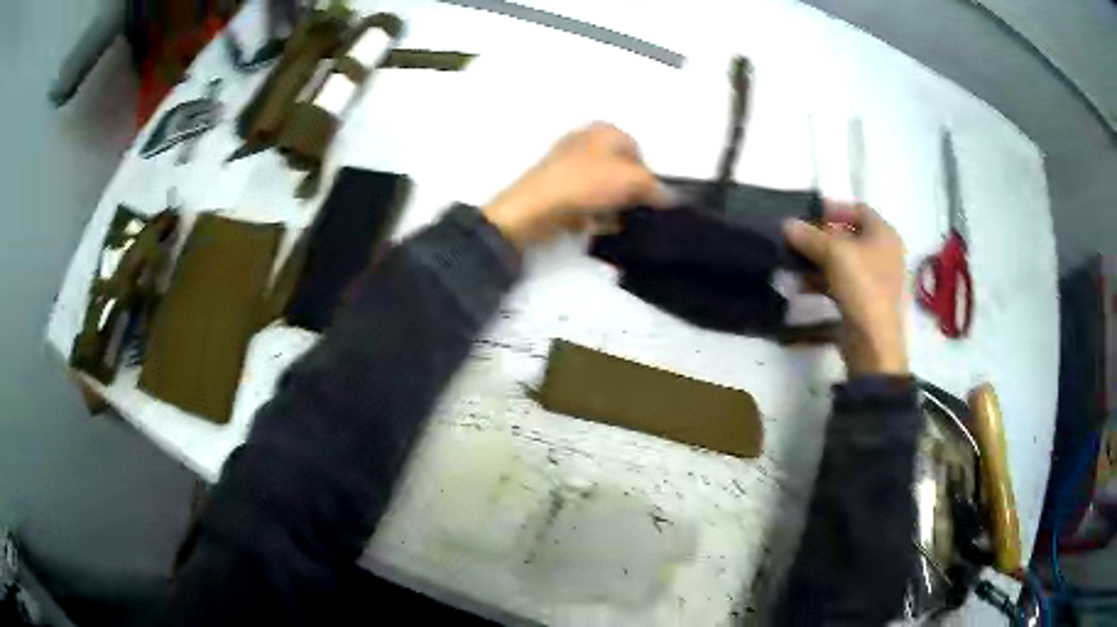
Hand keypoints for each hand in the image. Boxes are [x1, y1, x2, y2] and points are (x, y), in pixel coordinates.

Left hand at [482, 123, 672, 248]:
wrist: (534, 210)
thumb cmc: (583, 184)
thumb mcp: (632, 180)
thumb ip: (655, 187)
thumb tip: (667, 196)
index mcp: (602, 130)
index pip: (637, 149)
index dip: (646, 173)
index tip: (649, 195)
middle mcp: (583, 143)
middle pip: (620, 170)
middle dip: (628, 192)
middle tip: (632, 209)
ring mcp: (567, 167)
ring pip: (602, 189)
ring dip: (611, 207)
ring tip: (610, 219)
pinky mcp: (556, 191)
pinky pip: (584, 204)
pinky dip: (592, 215)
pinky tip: (592, 225)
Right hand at [783, 203, 908, 375]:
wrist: (874, 343)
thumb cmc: (862, 287)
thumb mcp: (833, 253)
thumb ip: (809, 236)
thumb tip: (786, 224)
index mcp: (884, 234)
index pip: (858, 209)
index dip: (833, 207)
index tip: (807, 213)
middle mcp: (883, 253)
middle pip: (848, 235)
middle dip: (820, 236)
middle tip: (795, 238)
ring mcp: (875, 279)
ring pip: (842, 261)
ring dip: (816, 259)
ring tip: (791, 262)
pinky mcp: (864, 301)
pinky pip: (840, 282)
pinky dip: (821, 280)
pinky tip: (800, 286)